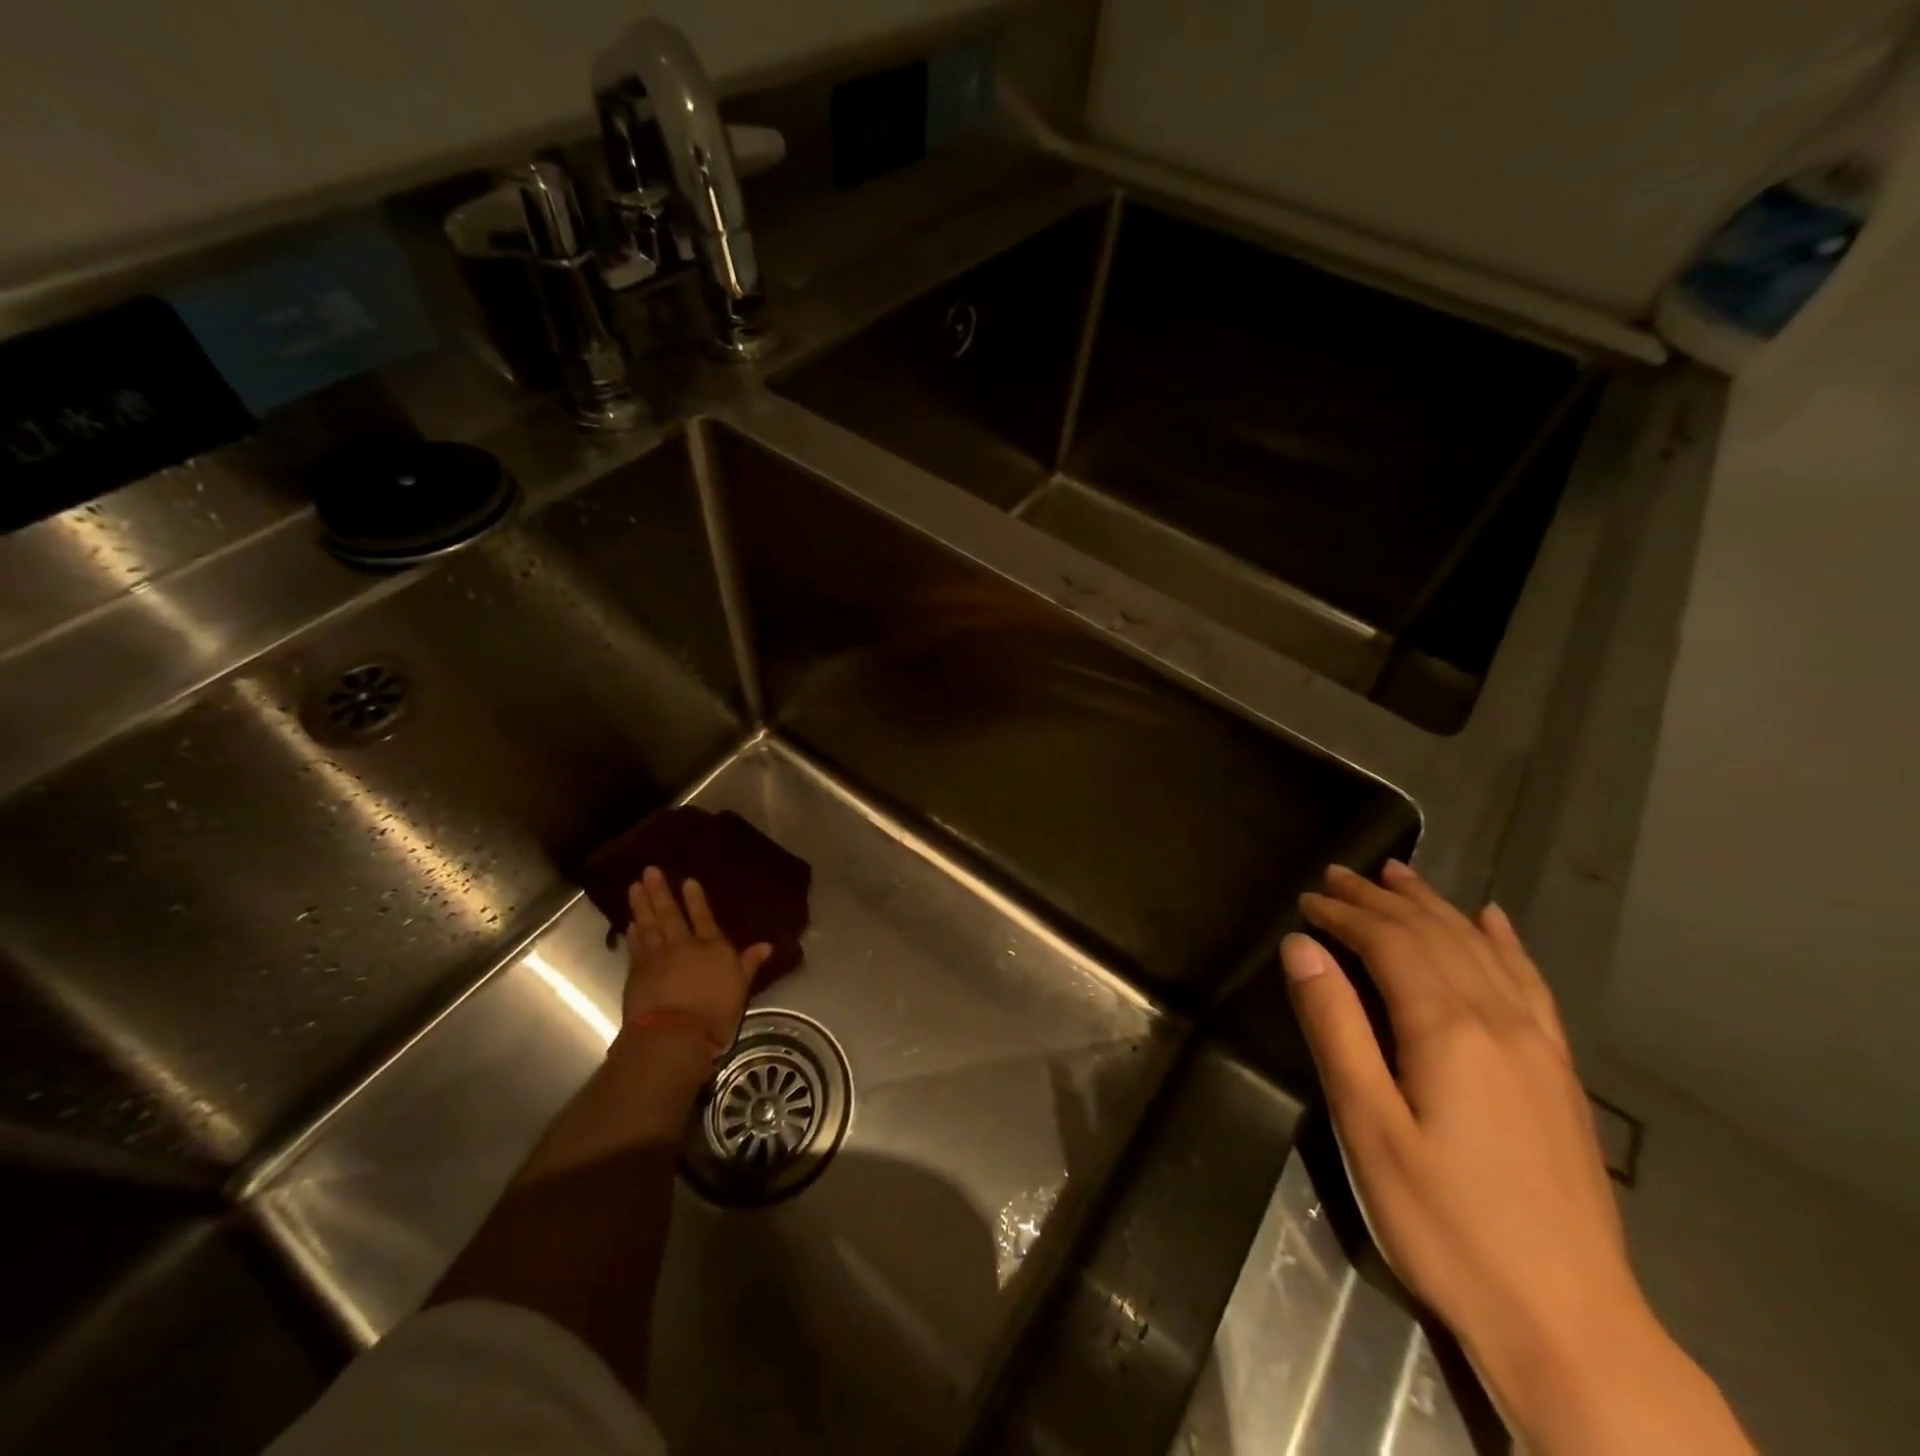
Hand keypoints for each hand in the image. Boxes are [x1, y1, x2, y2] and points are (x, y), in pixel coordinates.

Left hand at [623, 866, 772, 1052]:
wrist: (674, 1035)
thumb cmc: (715, 1013)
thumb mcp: (740, 988)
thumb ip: (749, 964)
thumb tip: (767, 945)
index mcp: (712, 947)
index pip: (704, 917)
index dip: (696, 900)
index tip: (687, 881)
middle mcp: (683, 946)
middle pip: (670, 914)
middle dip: (660, 892)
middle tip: (650, 871)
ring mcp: (657, 958)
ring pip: (648, 925)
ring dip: (641, 905)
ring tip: (635, 887)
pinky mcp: (637, 974)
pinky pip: (635, 947)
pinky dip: (633, 934)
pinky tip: (630, 923)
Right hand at [1281, 861, 1753, 1455]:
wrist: (1569, 1322)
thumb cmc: (1444, 1222)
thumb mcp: (1367, 1125)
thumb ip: (1335, 1026)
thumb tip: (1301, 948)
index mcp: (1447, 1029)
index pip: (1388, 944)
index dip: (1344, 915)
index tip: (1306, 899)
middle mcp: (1499, 1020)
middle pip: (1433, 935)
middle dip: (1380, 899)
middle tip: (1338, 875)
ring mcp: (1539, 1046)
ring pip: (1480, 949)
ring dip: (1433, 906)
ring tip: (1398, 875)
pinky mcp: (1559, 1073)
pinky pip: (1531, 984)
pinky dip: (1505, 943)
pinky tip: (1493, 921)